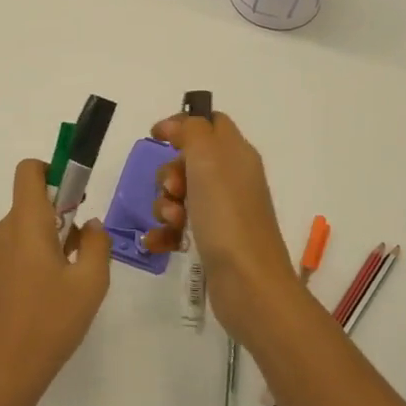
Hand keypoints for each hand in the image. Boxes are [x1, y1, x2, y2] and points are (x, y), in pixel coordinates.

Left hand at [0, 160, 112, 405]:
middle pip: (30, 204)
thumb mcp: (91, 283)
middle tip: (81, 254)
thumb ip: (96, 243)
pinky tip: (43, 301)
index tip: (74, 197)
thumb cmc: (50, 323)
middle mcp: (0, 231)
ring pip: (21, 232)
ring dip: (45, 243)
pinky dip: (29, 262)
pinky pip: (10, 254)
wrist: (0, 374)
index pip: (29, 170)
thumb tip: (88, 225)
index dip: (53, 171)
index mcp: (25, 222)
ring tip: (65, 284)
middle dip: (58, 217)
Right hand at [140, 111, 303, 343]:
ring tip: (172, 221)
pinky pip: (178, 226)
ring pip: (179, 195)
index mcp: (236, 154)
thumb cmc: (227, 214)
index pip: (210, 123)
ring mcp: (222, 212)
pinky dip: (164, 232)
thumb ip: (191, 130)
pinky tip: (156, 243)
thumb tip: (176, 125)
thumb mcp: (208, 159)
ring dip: (164, 205)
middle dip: (168, 173)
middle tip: (173, 189)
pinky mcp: (211, 240)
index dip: (182, 125)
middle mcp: (232, 179)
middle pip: (188, 161)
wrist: (248, 282)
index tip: (156, 137)